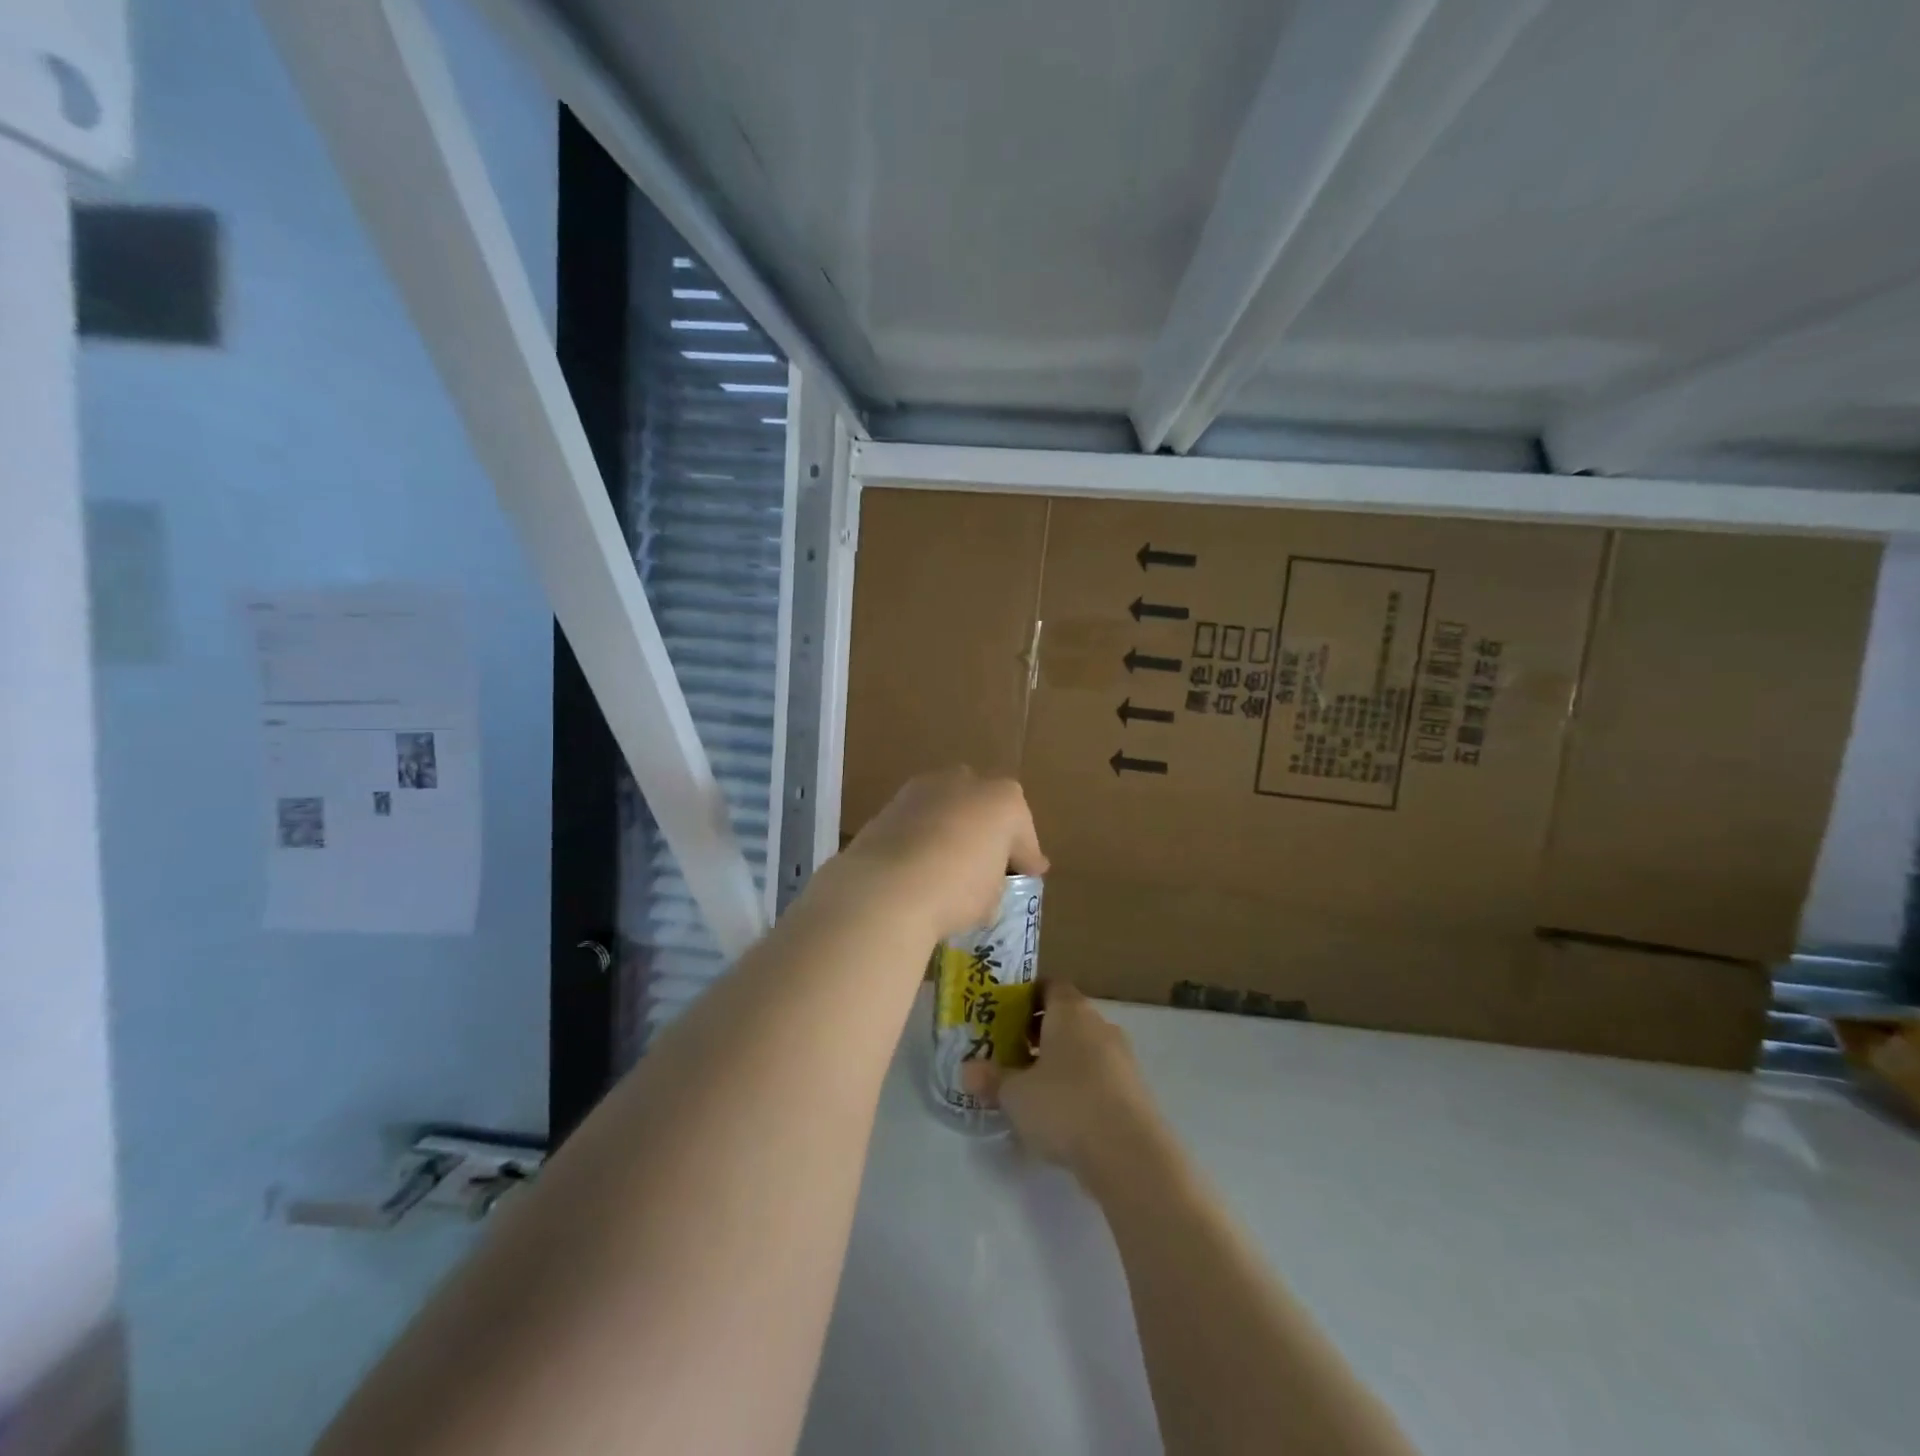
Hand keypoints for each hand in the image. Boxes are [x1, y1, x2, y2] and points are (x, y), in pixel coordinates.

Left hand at [836, 767, 1047, 942]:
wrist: (887, 887)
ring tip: (947, 864)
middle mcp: (967, 782)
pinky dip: (922, 836)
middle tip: (986, 863)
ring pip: (948, 807)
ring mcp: (924, 788)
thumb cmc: (957, 890)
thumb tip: (990, 880)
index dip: (1026, 856)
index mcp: (1005, 801)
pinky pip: (918, 820)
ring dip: (951, 829)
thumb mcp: (992, 897)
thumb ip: (996, 880)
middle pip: (984, 807)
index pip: (1023, 832)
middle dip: (986, 830)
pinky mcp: (890, 803)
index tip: (1028, 874)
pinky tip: (918, 863)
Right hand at [965, 984, 1164, 1187]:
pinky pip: (1099, 1077)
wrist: (1130, 1154)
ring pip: (1083, 1049)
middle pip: (1065, 1018)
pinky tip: (1062, 1117)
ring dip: (1060, 1063)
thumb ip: (991, 1079)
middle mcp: (1099, 1024)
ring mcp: (1122, 1057)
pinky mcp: (1135, 1090)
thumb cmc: (1065, 1106)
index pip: (1049, 985)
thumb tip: (968, 1071)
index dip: (1026, 997)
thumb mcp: (1015, 1094)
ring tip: (1033, 1090)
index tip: (1004, 1015)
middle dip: (1038, 1033)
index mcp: (1070, 1011)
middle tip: (1010, 1054)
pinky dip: (1080, 1087)